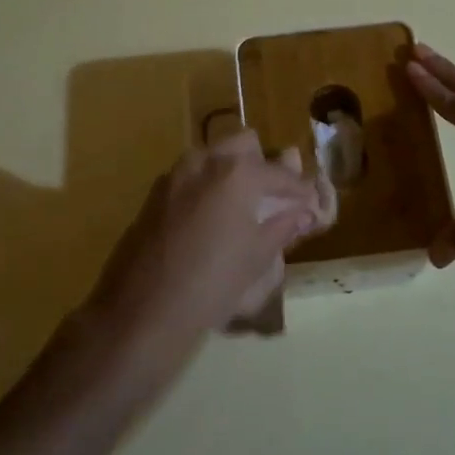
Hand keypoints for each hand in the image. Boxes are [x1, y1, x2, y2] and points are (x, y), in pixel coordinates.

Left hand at [84, 130, 320, 353]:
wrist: (144, 310)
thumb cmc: (213, 283)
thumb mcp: (258, 257)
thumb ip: (282, 225)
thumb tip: (301, 212)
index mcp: (237, 172)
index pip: (281, 174)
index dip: (300, 190)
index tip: (310, 204)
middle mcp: (205, 162)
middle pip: (244, 143)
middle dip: (262, 164)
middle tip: (272, 197)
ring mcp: (175, 175)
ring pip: (212, 157)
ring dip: (232, 172)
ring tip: (242, 209)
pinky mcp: (154, 194)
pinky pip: (190, 177)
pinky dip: (207, 188)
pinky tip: (211, 221)